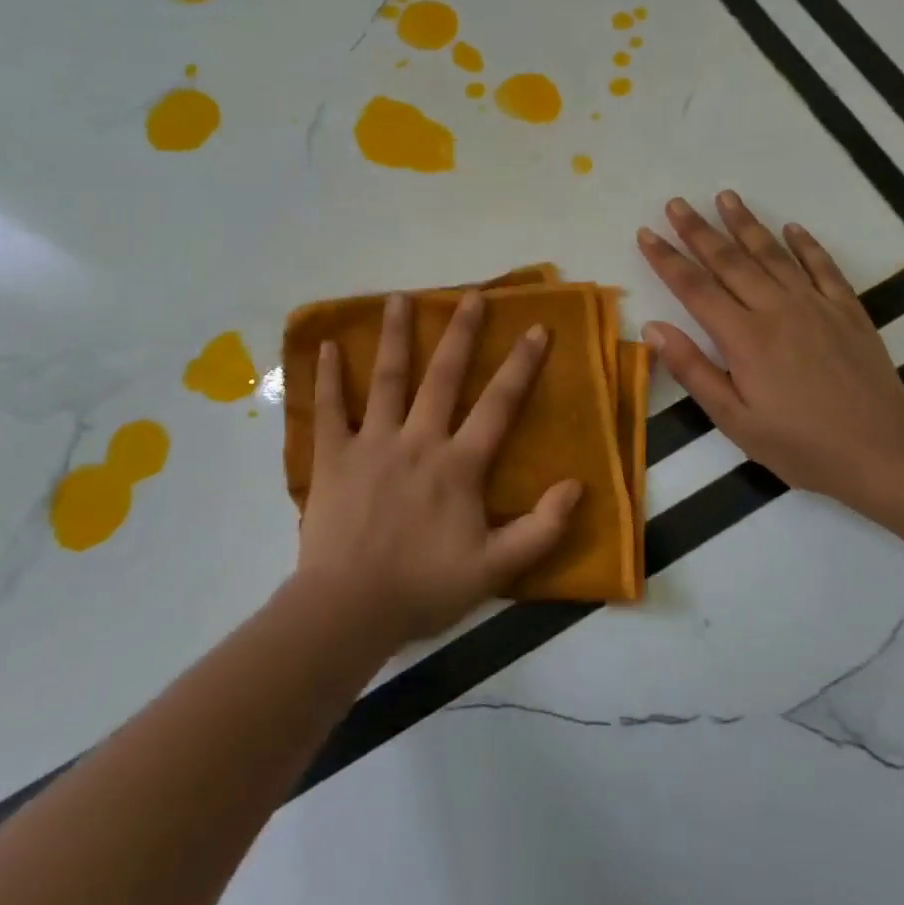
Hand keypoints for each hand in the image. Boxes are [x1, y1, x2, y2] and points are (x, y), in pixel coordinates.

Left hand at [297, 291, 581, 645]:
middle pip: (443, 376)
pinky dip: (328, 377)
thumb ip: (540, 529)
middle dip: (461, 333)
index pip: (498, 404)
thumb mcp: (495, 569)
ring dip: (394, 336)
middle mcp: (418, 440)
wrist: (349, 609)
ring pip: (387, 379)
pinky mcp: (334, 456)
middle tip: (471, 295)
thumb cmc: (424, 588)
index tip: (537, 328)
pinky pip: (329, 409)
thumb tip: (578, 486)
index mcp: (459, 465)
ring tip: (398, 297)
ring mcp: (373, 443)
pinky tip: (326, 345)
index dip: (521, 365)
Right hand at [637, 192, 903, 501]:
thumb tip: (652, 328)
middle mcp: (776, 309)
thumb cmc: (801, 445)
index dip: (667, 259)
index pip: (694, 287)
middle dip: (698, 230)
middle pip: (729, 260)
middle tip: (677, 203)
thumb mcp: (735, 420)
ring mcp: (815, 305)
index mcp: (744, 338)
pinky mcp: (847, 310)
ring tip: (725, 196)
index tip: (646, 233)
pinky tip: (792, 227)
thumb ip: (692, 370)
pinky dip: (806, 244)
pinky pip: (823, 267)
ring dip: (746, 224)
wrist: (884, 451)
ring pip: (773, 254)